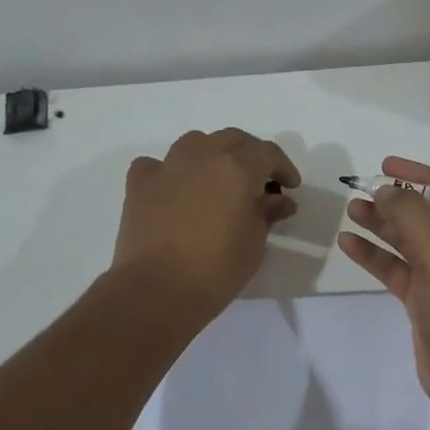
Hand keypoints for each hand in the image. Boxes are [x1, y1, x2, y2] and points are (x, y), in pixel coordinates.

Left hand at [112, 129, 300, 322]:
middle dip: (250, 155)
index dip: (283, 166)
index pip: (267, 153)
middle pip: (232, 139)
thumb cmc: (217, 269)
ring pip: (195, 143)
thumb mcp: (254, 243)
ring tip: (217, 178)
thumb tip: (279, 200)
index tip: (290, 186)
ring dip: (211, 154)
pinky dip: (168, 171)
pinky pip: (156, 165)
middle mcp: (202, 156)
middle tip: (258, 180)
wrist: (157, 290)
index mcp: (237, 168)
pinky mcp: (139, 184)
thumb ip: (267, 214)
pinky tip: (174, 188)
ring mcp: (167, 167)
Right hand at [337, 157, 429, 410]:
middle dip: (397, 203)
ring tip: (352, 209)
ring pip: (412, 241)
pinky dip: (377, 256)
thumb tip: (388, 188)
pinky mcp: (428, 297)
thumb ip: (413, 219)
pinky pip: (400, 267)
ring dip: (383, 226)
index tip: (387, 165)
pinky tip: (349, 243)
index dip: (421, 176)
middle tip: (363, 189)